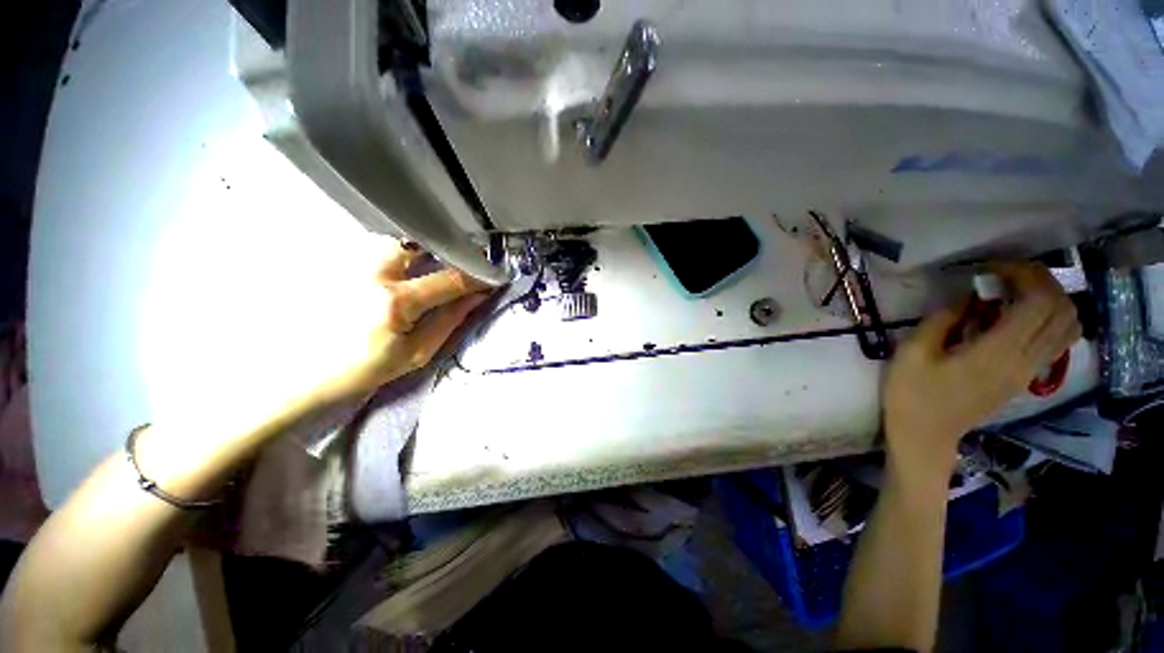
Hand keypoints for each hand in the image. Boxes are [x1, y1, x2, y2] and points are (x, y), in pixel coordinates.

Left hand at [324, 241, 489, 398]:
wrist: (302, 374)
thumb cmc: (364, 370)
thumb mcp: (417, 353)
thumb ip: (450, 320)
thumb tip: (478, 296)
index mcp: (395, 302)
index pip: (449, 280)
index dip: (476, 277)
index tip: (493, 276)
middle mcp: (372, 274)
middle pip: (419, 243)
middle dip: (443, 252)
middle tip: (455, 265)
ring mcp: (350, 264)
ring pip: (394, 241)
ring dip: (417, 251)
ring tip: (424, 268)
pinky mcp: (336, 264)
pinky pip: (374, 248)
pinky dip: (395, 254)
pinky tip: (398, 271)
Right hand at [883, 262, 1080, 477]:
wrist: (925, 435)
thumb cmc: (912, 394)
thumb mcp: (912, 353)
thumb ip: (942, 320)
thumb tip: (967, 296)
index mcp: (998, 353)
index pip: (1038, 301)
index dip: (1024, 274)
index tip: (992, 267)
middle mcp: (1025, 360)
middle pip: (1062, 309)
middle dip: (1041, 281)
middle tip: (1005, 274)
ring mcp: (1029, 371)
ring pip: (1068, 326)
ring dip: (1051, 299)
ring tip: (1016, 292)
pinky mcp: (1025, 377)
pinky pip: (1057, 341)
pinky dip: (1050, 319)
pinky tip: (1019, 317)